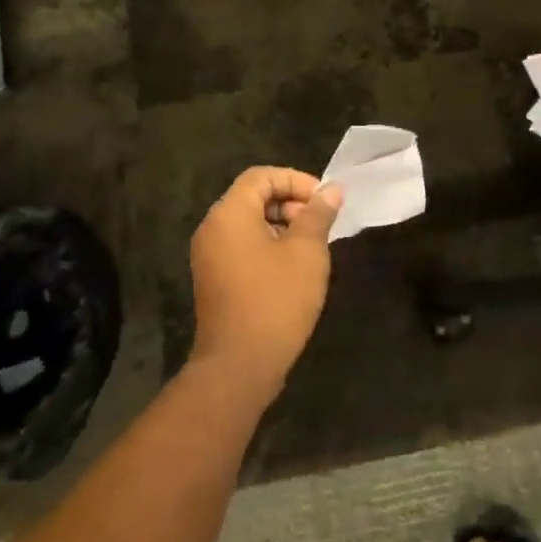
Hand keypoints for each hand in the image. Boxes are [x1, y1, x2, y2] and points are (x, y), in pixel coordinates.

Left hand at [188, 167, 342, 403]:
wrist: (239, 365)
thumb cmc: (276, 300)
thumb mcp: (306, 252)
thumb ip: (318, 215)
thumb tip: (331, 190)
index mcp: (229, 214)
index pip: (261, 176)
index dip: (296, 181)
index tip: (323, 201)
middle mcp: (212, 228)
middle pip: (252, 197)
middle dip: (290, 203)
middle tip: (320, 225)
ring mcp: (209, 256)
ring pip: (248, 224)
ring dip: (282, 226)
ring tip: (312, 248)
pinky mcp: (214, 279)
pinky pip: (241, 247)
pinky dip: (268, 246)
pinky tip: (293, 269)